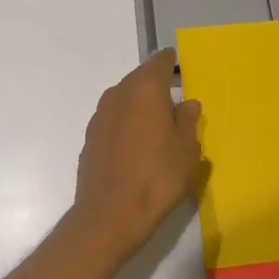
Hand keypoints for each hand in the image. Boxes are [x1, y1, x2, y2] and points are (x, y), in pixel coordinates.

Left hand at [71, 48, 202, 262]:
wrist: (109, 216)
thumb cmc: (157, 177)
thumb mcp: (187, 150)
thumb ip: (188, 120)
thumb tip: (187, 103)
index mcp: (145, 88)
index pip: (160, 62)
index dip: (172, 63)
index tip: (180, 68)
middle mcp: (119, 93)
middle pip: (141, 79)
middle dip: (157, 88)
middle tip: (175, 105)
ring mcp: (100, 115)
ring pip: (125, 99)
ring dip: (140, 107)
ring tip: (157, 129)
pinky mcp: (90, 137)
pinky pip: (114, 120)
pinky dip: (126, 125)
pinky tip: (136, 148)